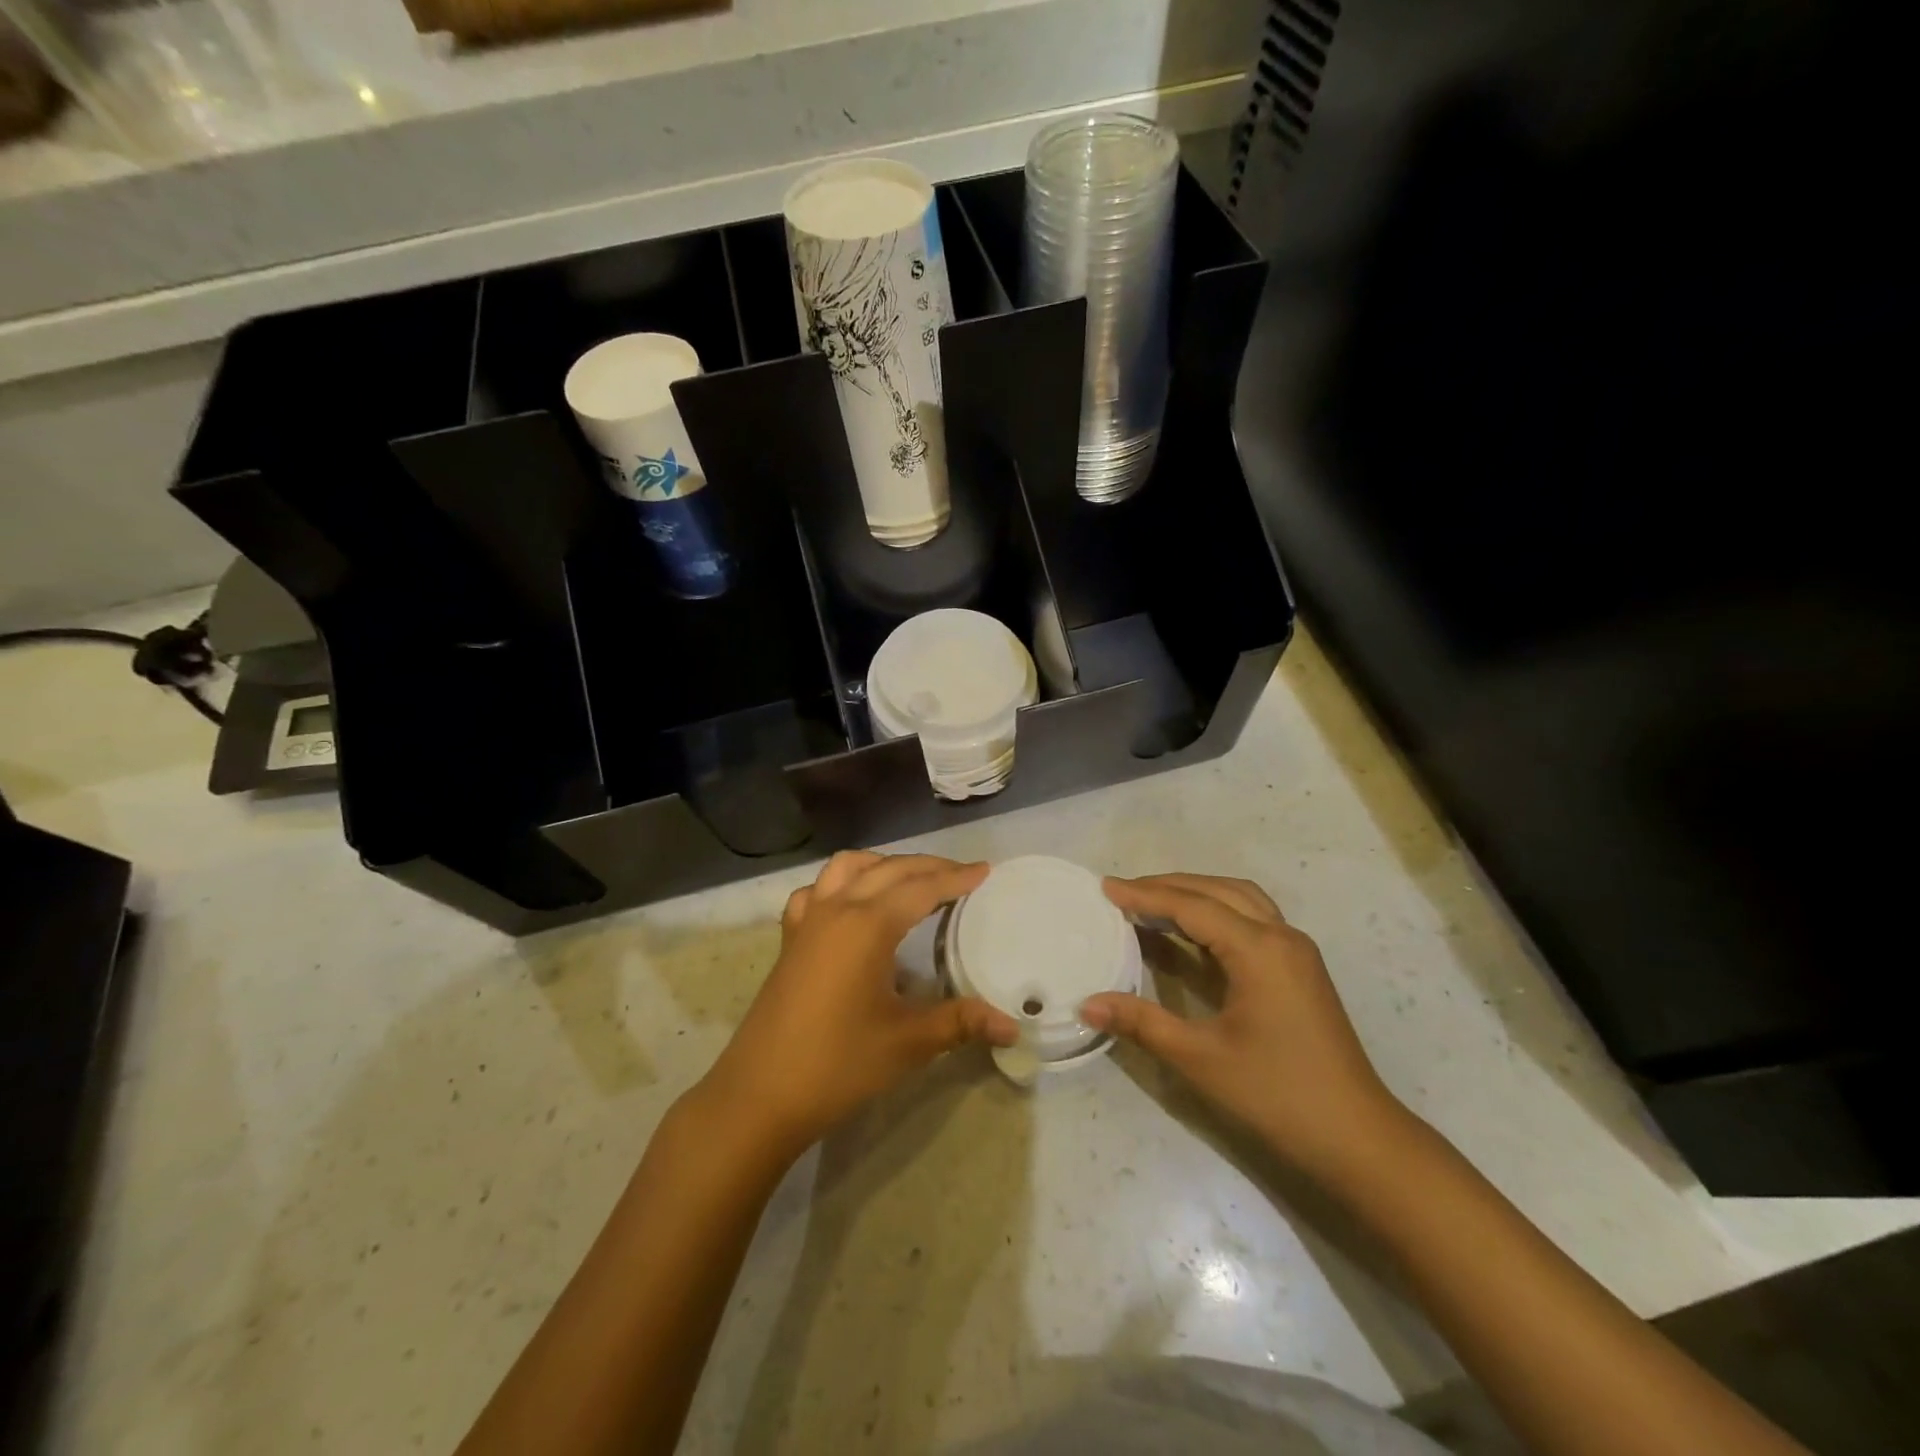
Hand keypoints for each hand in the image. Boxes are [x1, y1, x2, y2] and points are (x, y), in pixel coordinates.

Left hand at [694, 852, 1018, 1159]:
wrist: (759, 1096)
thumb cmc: (838, 1064)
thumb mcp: (907, 1042)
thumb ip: (961, 1023)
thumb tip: (1013, 1026)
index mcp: (868, 925)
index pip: (921, 888)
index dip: (956, 878)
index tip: (984, 871)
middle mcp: (836, 909)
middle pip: (889, 869)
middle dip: (928, 866)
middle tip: (961, 875)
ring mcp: (807, 921)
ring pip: (847, 868)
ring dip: (883, 864)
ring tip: (909, 879)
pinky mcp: (790, 940)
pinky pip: (815, 891)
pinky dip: (840, 884)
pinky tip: (850, 903)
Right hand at [1081, 873, 1407, 1180]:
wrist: (1358, 1138)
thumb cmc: (1277, 1095)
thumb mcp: (1200, 1058)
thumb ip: (1142, 1022)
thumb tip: (1086, 1003)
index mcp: (1259, 949)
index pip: (1192, 906)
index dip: (1145, 895)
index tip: (1105, 887)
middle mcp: (1281, 936)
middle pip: (1217, 890)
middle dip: (1167, 886)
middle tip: (1122, 891)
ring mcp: (1296, 950)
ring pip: (1239, 898)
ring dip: (1195, 892)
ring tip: (1152, 901)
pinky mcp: (1300, 967)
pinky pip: (1252, 917)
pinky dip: (1217, 909)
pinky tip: (1192, 929)